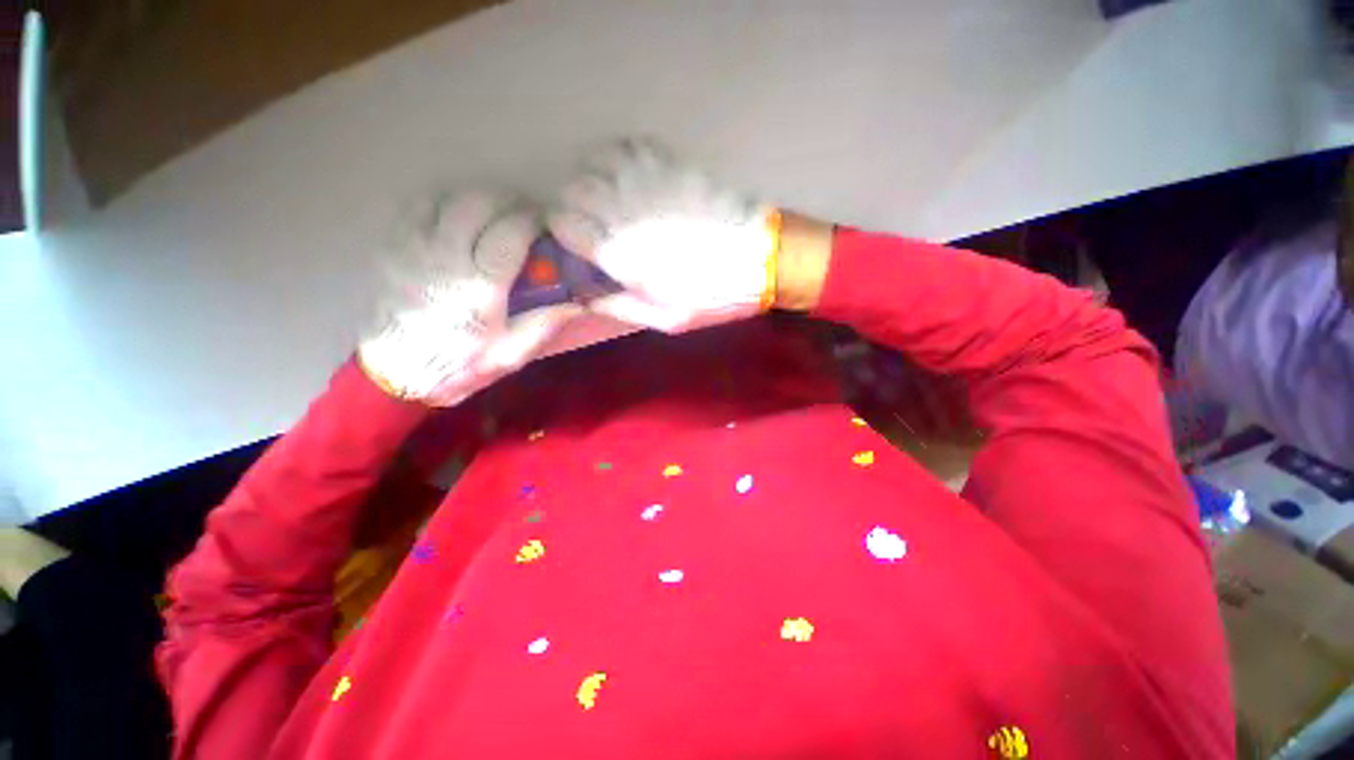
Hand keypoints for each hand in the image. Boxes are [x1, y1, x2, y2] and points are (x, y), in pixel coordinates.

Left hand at [358, 192, 578, 406]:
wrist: (397, 373)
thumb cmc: (460, 365)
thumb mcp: (511, 355)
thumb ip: (544, 324)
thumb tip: (578, 302)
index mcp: (479, 288)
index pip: (509, 233)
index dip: (531, 220)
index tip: (544, 224)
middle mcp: (445, 260)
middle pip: (477, 204)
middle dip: (507, 201)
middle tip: (524, 213)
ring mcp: (413, 250)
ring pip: (446, 199)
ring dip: (476, 199)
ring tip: (494, 213)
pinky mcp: (393, 249)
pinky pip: (417, 207)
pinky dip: (444, 203)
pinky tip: (459, 217)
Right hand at [548, 140, 782, 332]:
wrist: (761, 260)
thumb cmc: (715, 296)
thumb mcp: (667, 319)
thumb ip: (622, 308)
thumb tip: (586, 297)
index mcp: (622, 254)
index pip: (563, 223)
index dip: (563, 232)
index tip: (576, 243)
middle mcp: (627, 212)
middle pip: (573, 189)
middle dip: (576, 206)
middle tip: (594, 223)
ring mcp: (650, 182)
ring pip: (596, 161)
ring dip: (595, 178)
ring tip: (610, 198)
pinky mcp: (671, 165)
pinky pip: (631, 145)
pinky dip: (621, 157)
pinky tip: (631, 177)